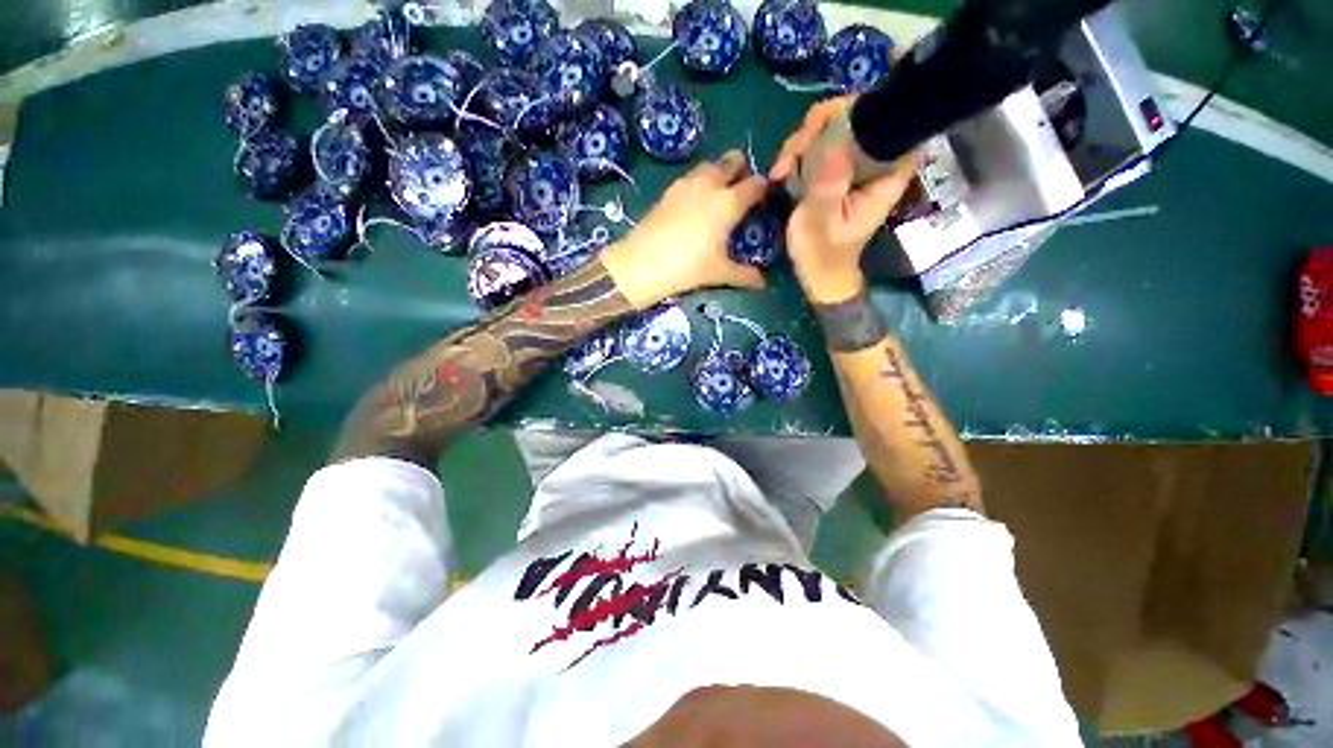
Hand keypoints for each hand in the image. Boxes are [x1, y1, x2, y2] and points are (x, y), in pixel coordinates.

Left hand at [602, 150, 767, 308]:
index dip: (762, 189)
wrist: (642, 264)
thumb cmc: (688, 268)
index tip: (763, 199)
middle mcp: (710, 185)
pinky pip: (689, 178)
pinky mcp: (667, 191)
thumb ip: (744, 275)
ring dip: (717, 173)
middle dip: (740, 169)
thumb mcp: (720, 273)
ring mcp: (686, 184)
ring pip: (709, 166)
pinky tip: (693, 205)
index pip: (755, 185)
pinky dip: (697, 184)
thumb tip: (763, 283)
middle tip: (740, 189)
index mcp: (729, 202)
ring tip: (717, 196)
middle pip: (732, 161)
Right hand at [772, 98, 917, 303]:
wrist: (817, 274)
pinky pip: (818, 147)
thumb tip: (832, 134)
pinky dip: (796, 155)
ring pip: (831, 129)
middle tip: (790, 154)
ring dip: (800, 143)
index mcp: (886, 172)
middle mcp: (875, 161)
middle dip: (818, 127)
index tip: (821, 126)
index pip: (888, 118)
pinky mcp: (836, 172)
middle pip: (855, 116)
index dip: (858, 109)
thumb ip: (828, 180)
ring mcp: (853, 165)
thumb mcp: (821, 219)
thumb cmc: (823, 253)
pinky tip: (780, 174)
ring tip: (780, 171)